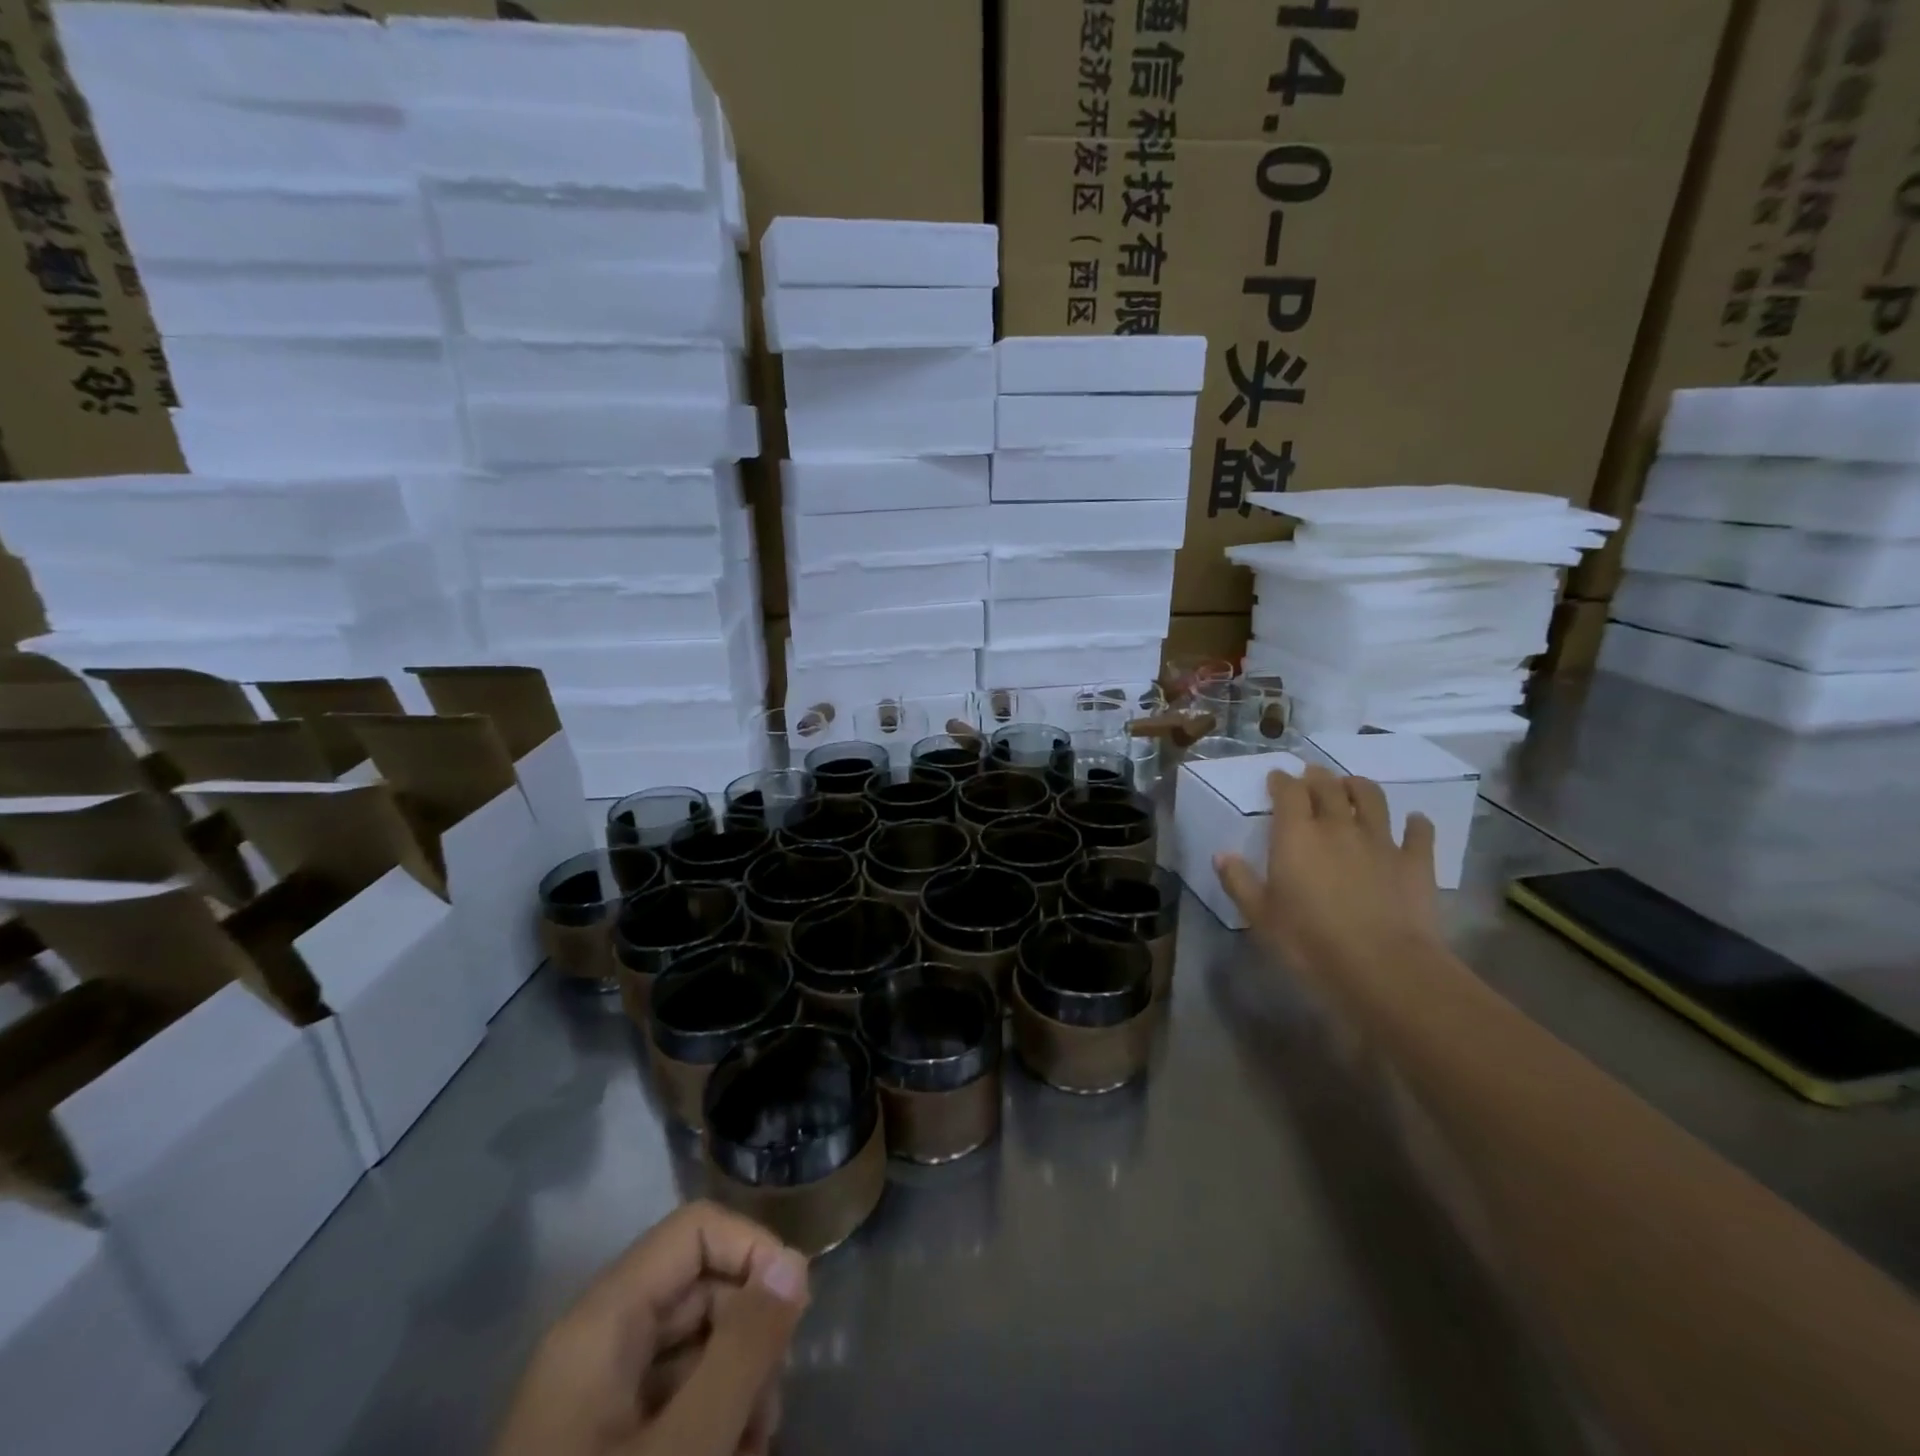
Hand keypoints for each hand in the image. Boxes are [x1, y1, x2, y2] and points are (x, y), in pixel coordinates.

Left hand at [494, 1202, 809, 1455]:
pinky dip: (713, 1425)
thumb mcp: (683, 1451)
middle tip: (770, 1410)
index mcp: (602, 1322)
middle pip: (700, 1288)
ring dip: (739, 1388)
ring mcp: (599, 1401)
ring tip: (753, 1450)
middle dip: (750, 1337)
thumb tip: (793, 1262)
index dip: (752, 1250)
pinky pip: (676, 1402)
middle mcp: (598, 1344)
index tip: (795, 1309)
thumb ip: (743, 1349)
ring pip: (695, 1348)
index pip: (695, 1230)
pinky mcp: (606, 1448)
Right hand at [1215, 763, 1441, 988]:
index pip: (1288, 792)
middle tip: (1312, 774)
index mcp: (1296, 835)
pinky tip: (1414, 821)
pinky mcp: (1416, 862)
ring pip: (1372, 798)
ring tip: (1353, 786)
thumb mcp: (1260, 916)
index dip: (1281, 781)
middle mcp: (1338, 826)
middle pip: (1328, 787)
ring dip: (1360, 786)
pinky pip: (1419, 832)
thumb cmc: (1310, 941)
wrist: (1384, 967)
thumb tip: (1222, 855)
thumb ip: (1239, 881)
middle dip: (1317, 776)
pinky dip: (1416, 823)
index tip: (1276, 778)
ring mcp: (1380, 841)